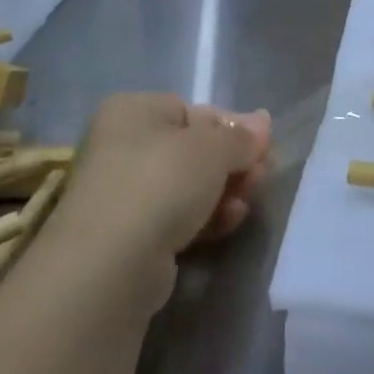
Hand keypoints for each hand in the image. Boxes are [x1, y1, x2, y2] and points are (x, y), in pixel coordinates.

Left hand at [48, 94, 272, 283]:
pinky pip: (175, 216)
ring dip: (222, 192)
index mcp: (134, 110)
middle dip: (231, 164)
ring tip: (245, 204)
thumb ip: (241, 136)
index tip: (261, 148)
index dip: (232, 128)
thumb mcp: (213, 148)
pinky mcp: (127, 234)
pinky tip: (229, 223)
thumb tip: (263, 122)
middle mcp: (121, 145)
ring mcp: (122, 192)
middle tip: (260, 177)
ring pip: (187, 186)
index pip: (194, 111)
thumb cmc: (161, 182)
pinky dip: (204, 218)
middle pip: (192, 149)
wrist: (110, 263)